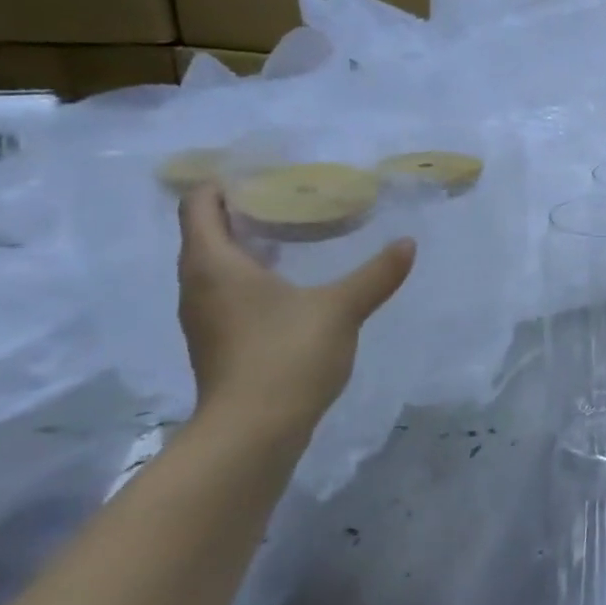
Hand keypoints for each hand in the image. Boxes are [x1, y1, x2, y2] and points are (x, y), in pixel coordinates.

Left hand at [176, 183, 415, 426]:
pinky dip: (251, 277)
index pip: (198, 206)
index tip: (262, 173)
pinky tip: (290, 284)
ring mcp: (204, 318)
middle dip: (242, 212)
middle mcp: (197, 286)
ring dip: (247, 246)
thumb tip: (407, 243)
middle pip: (205, 233)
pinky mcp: (218, 342)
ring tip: (294, 235)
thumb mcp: (341, 307)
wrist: (253, 432)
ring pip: (216, 265)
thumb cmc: (286, 354)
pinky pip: (227, 292)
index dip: (222, 183)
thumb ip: (376, 273)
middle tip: (291, 198)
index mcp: (214, 264)